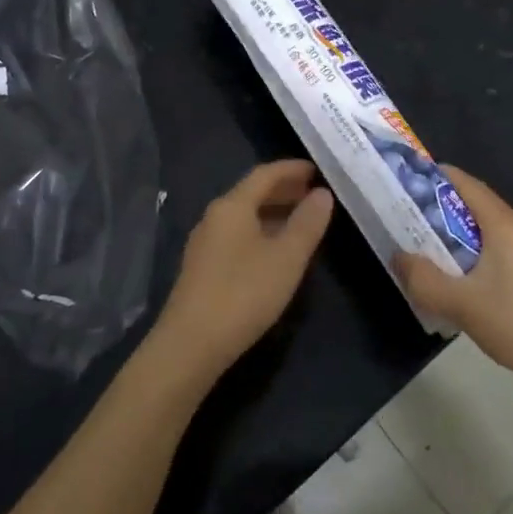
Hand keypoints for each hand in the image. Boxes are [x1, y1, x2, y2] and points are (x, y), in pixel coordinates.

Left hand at [151, 160, 334, 383]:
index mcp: (232, 206)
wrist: (190, 344)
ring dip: (272, 212)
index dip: (291, 169)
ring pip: (244, 216)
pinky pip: (236, 235)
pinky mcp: (202, 268)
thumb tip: (322, 194)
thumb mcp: (286, 258)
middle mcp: (214, 216)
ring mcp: (205, 243)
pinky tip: (275, 251)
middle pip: (251, 193)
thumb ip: (307, 223)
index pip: (264, 174)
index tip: (316, 169)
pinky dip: (260, 232)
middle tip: (313, 193)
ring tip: (300, 220)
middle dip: (283, 190)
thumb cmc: (243, 293)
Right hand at [393, 166, 512, 425]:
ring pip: (478, 230)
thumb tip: (398, 256)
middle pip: (468, 204)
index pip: (462, 182)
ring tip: (416, 249)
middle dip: (432, 209)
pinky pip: (490, 251)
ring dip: (448, 236)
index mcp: (501, 223)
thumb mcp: (464, 305)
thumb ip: (425, 280)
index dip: (429, 177)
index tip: (399, 183)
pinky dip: (465, 255)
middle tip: (399, 219)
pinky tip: (450, 279)